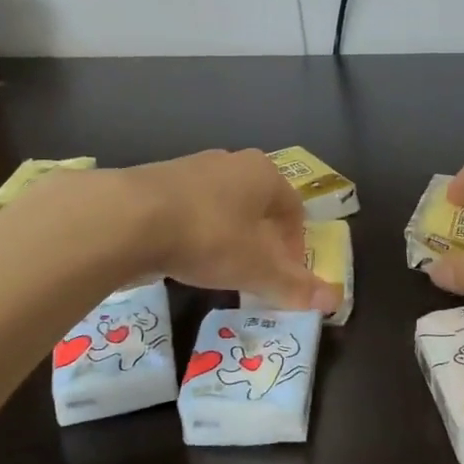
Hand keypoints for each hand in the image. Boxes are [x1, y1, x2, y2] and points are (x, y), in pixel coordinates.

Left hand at [110, 150, 339, 311]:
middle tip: (254, 274)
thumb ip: (294, 285)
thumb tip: (334, 301)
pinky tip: (182, 256)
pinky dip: (194, 231)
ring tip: (217, 269)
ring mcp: (192, 167)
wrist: (129, 217)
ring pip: (223, 205)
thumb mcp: (257, 268)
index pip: (294, 209)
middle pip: (259, 205)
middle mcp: (231, 162)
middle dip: (261, 241)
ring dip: (227, 236)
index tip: (284, 276)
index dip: (295, 246)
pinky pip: (190, 208)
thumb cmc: (209, 236)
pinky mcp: (158, 180)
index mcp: (264, 173)